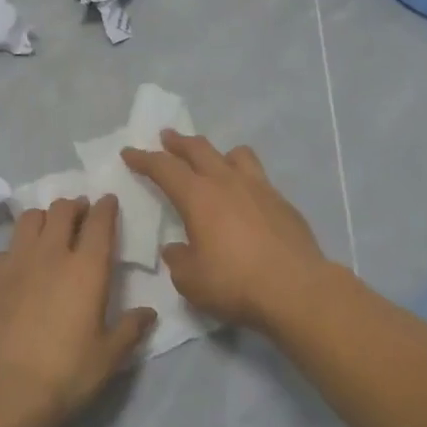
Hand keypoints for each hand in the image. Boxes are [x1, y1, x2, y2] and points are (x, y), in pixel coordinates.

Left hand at [0, 195, 154, 426]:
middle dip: (75, 207)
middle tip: (81, 214)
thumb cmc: (65, 375)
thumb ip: (130, 329)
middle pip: (62, 211)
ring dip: (44, 218)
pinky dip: (15, 249)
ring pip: (29, 220)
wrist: (1, 394)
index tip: (109, 201)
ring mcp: (14, 263)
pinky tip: (18, 267)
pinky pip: (3, 250)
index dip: (106, 207)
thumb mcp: (108, 357)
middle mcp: (50, 254)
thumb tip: (149, 313)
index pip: (100, 222)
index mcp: (87, 268)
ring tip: (49, 230)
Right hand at [121, 132, 329, 331]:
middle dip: (178, 142)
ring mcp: (260, 188)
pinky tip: (244, 197)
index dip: (144, 159)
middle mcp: (228, 182)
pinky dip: (244, 178)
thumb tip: (177, 248)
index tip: (129, 152)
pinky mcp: (283, 202)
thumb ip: (178, 259)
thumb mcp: (191, 280)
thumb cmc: (235, 283)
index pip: (164, 168)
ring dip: (217, 153)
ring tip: (213, 160)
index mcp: (198, 196)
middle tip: (167, 137)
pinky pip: (258, 177)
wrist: (296, 289)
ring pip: (236, 155)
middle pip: (199, 149)